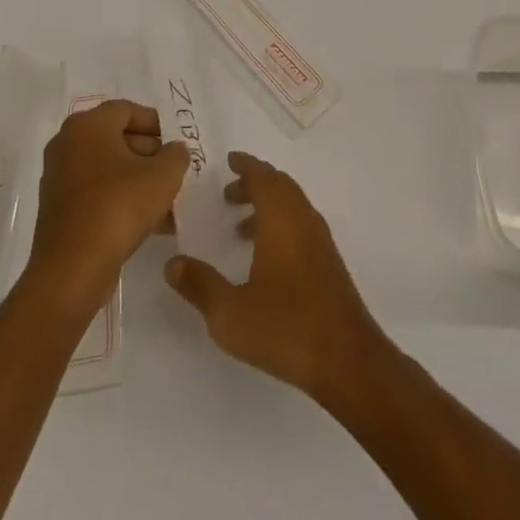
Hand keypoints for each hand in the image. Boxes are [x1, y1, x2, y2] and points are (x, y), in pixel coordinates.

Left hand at [28, 100, 187, 311]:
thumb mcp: (163, 176)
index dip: (155, 124)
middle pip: (116, 137)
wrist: (72, 270)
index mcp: (87, 125)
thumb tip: (174, 150)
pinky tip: (148, 221)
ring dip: (138, 179)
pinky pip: (96, 192)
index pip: (127, 110)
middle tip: (172, 171)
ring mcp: (59, 177)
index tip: (174, 143)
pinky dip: (120, 198)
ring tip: (166, 200)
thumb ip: (176, 155)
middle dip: (149, 153)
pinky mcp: (58, 209)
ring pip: (108, 168)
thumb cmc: (118, 208)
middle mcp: (67, 144)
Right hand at [164, 152, 387, 403]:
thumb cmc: (286, 327)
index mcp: (282, 218)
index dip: (245, 165)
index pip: (263, 176)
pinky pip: (300, 224)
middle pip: (279, 186)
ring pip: (291, 205)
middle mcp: (303, 219)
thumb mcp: (230, 313)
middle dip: (254, 184)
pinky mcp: (327, 262)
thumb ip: (199, 285)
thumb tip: (173, 263)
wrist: (347, 358)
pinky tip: (265, 257)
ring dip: (267, 205)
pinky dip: (280, 223)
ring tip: (238, 228)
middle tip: (227, 193)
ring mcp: (320, 240)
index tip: (228, 160)